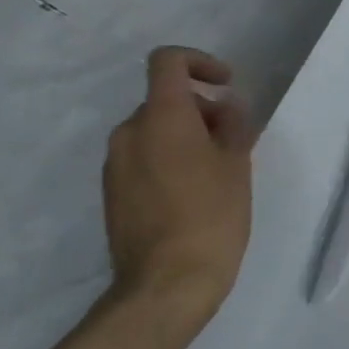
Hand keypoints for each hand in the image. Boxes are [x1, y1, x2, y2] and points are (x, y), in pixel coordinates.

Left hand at [102, 48, 255, 336]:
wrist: (166, 286)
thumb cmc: (211, 217)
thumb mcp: (237, 165)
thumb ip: (233, 125)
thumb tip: (226, 106)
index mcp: (161, 117)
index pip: (167, 62)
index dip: (199, 62)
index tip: (226, 84)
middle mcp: (129, 132)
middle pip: (165, 100)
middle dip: (201, 109)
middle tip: (235, 139)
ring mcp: (115, 165)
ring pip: (154, 130)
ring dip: (186, 136)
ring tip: (219, 169)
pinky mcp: (112, 193)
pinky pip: (143, 158)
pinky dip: (169, 159)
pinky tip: (194, 192)